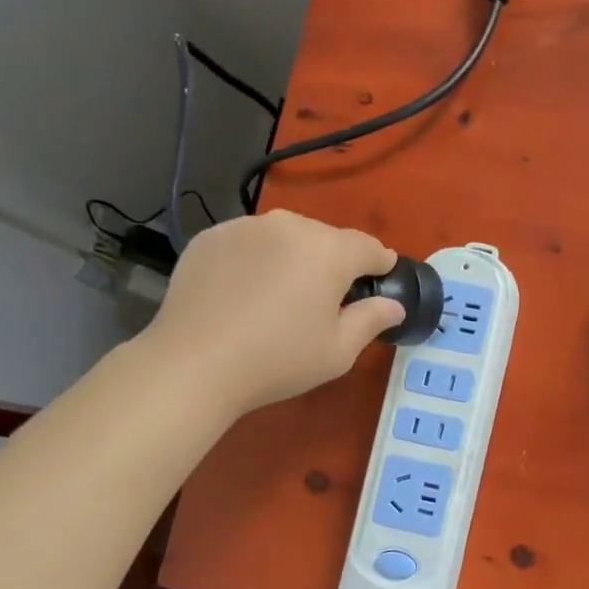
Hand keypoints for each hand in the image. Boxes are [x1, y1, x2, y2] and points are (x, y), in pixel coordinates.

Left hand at [140, 210, 403, 416]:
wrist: (195, 363)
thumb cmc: (278, 360)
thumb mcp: (338, 351)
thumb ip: (372, 320)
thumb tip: (393, 304)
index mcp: (329, 250)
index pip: (369, 247)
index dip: (380, 264)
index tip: (380, 281)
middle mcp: (290, 225)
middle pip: (326, 239)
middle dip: (333, 263)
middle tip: (324, 300)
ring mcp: (245, 226)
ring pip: (284, 237)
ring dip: (292, 258)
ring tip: (280, 296)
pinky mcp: (210, 237)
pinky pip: (248, 243)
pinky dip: (255, 260)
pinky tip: (244, 293)